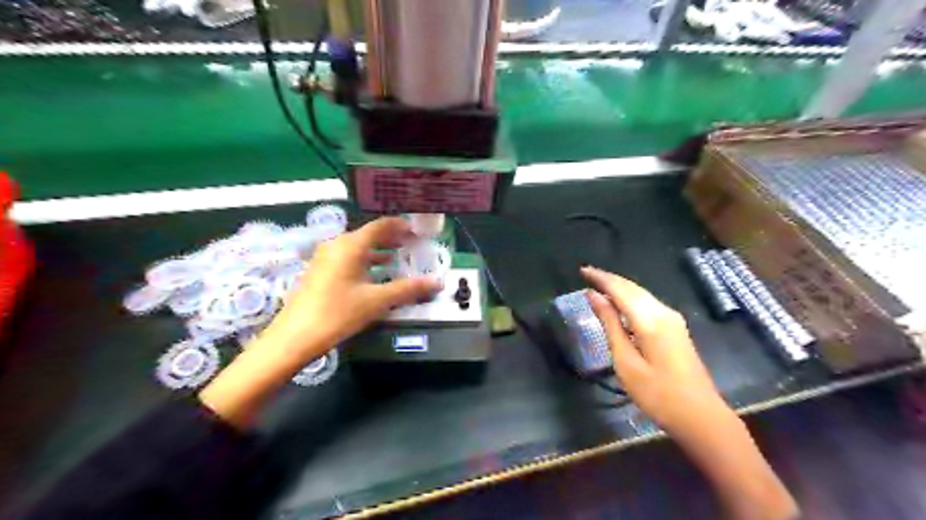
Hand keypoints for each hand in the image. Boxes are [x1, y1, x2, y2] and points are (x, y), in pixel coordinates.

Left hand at [197, 217, 440, 428]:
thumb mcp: (377, 301)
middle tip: (411, 244)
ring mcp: (325, 258)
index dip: (400, 226)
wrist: (295, 336)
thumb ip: (408, 289)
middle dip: (391, 238)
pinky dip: (365, 261)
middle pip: (368, 235)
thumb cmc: (338, 313)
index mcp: (351, 245)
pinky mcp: (319, 271)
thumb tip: (437, 283)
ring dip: (378, 251)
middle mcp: (336, 245)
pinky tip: (374, 274)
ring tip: (397, 257)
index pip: (380, 226)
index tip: (417, 231)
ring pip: (357, 247)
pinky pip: (347, 258)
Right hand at [577, 272, 796, 519]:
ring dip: (620, 287)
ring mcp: (673, 319)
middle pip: (632, 287)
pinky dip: (630, 298)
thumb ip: (610, 325)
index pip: (621, 289)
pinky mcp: (676, 328)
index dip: (600, 278)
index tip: (581, 271)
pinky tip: (619, 304)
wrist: (701, 416)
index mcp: (650, 319)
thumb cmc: (657, 394)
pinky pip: (648, 304)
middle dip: (609, 279)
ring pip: (641, 294)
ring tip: (598, 286)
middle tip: (587, 275)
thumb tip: (594, 297)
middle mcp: (664, 312)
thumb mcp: (626, 361)